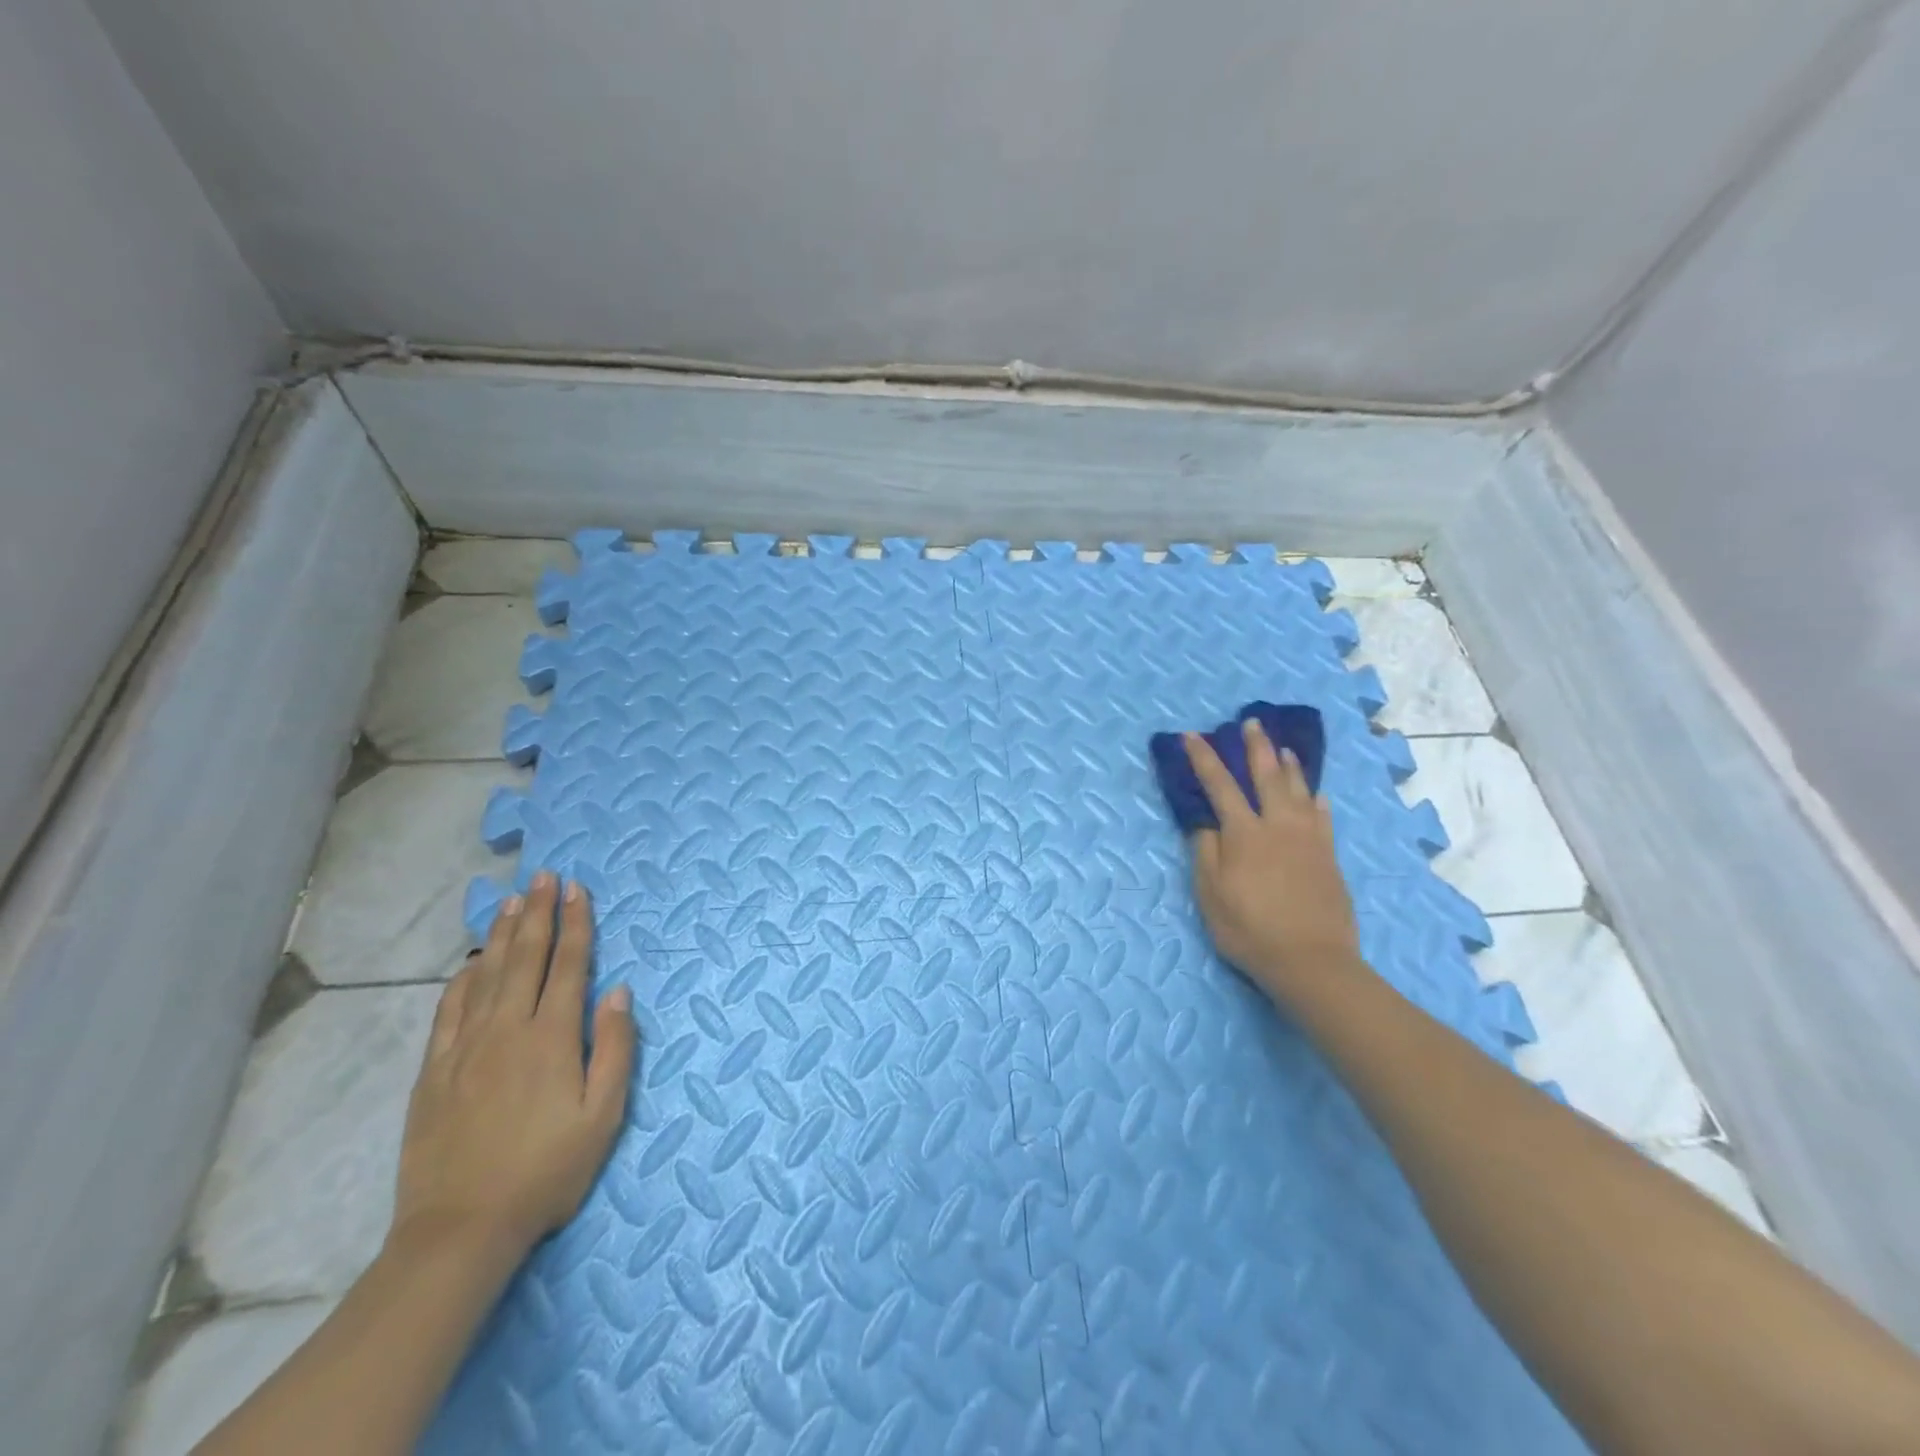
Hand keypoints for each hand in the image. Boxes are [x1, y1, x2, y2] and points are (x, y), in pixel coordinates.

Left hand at [390, 872, 636, 1258]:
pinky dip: (463, 979)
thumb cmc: (547, 1171)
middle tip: (544, 876)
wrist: (461, 1229)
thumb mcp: (603, 1115)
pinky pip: (449, 1011)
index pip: (568, 966)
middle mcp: (508, 1030)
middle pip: (526, 958)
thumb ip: (614, 1048)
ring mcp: (465, 1049)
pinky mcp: (435, 1072)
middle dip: (538, 913)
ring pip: (487, 975)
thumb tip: (618, 992)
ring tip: (512, 900)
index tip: (577, 889)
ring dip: (503, 934)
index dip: (575, 924)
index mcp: (552, 1038)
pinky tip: (471, 963)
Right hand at [1184, 719, 1362, 1004]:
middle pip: (1266, 777)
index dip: (1203, 759)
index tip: (1191, 736)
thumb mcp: (1211, 894)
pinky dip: (1316, 800)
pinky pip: (1323, 817)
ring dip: (1288, 766)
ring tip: (1282, 748)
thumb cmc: (1250, 929)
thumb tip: (1205, 822)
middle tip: (1250, 723)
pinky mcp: (1328, 856)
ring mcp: (1308, 839)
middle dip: (1255, 747)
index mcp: (1243, 833)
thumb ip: (1206, 853)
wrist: (1312, 960)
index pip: (1219, 785)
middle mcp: (1278, 826)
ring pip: (1298, 790)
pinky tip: (1316, 795)